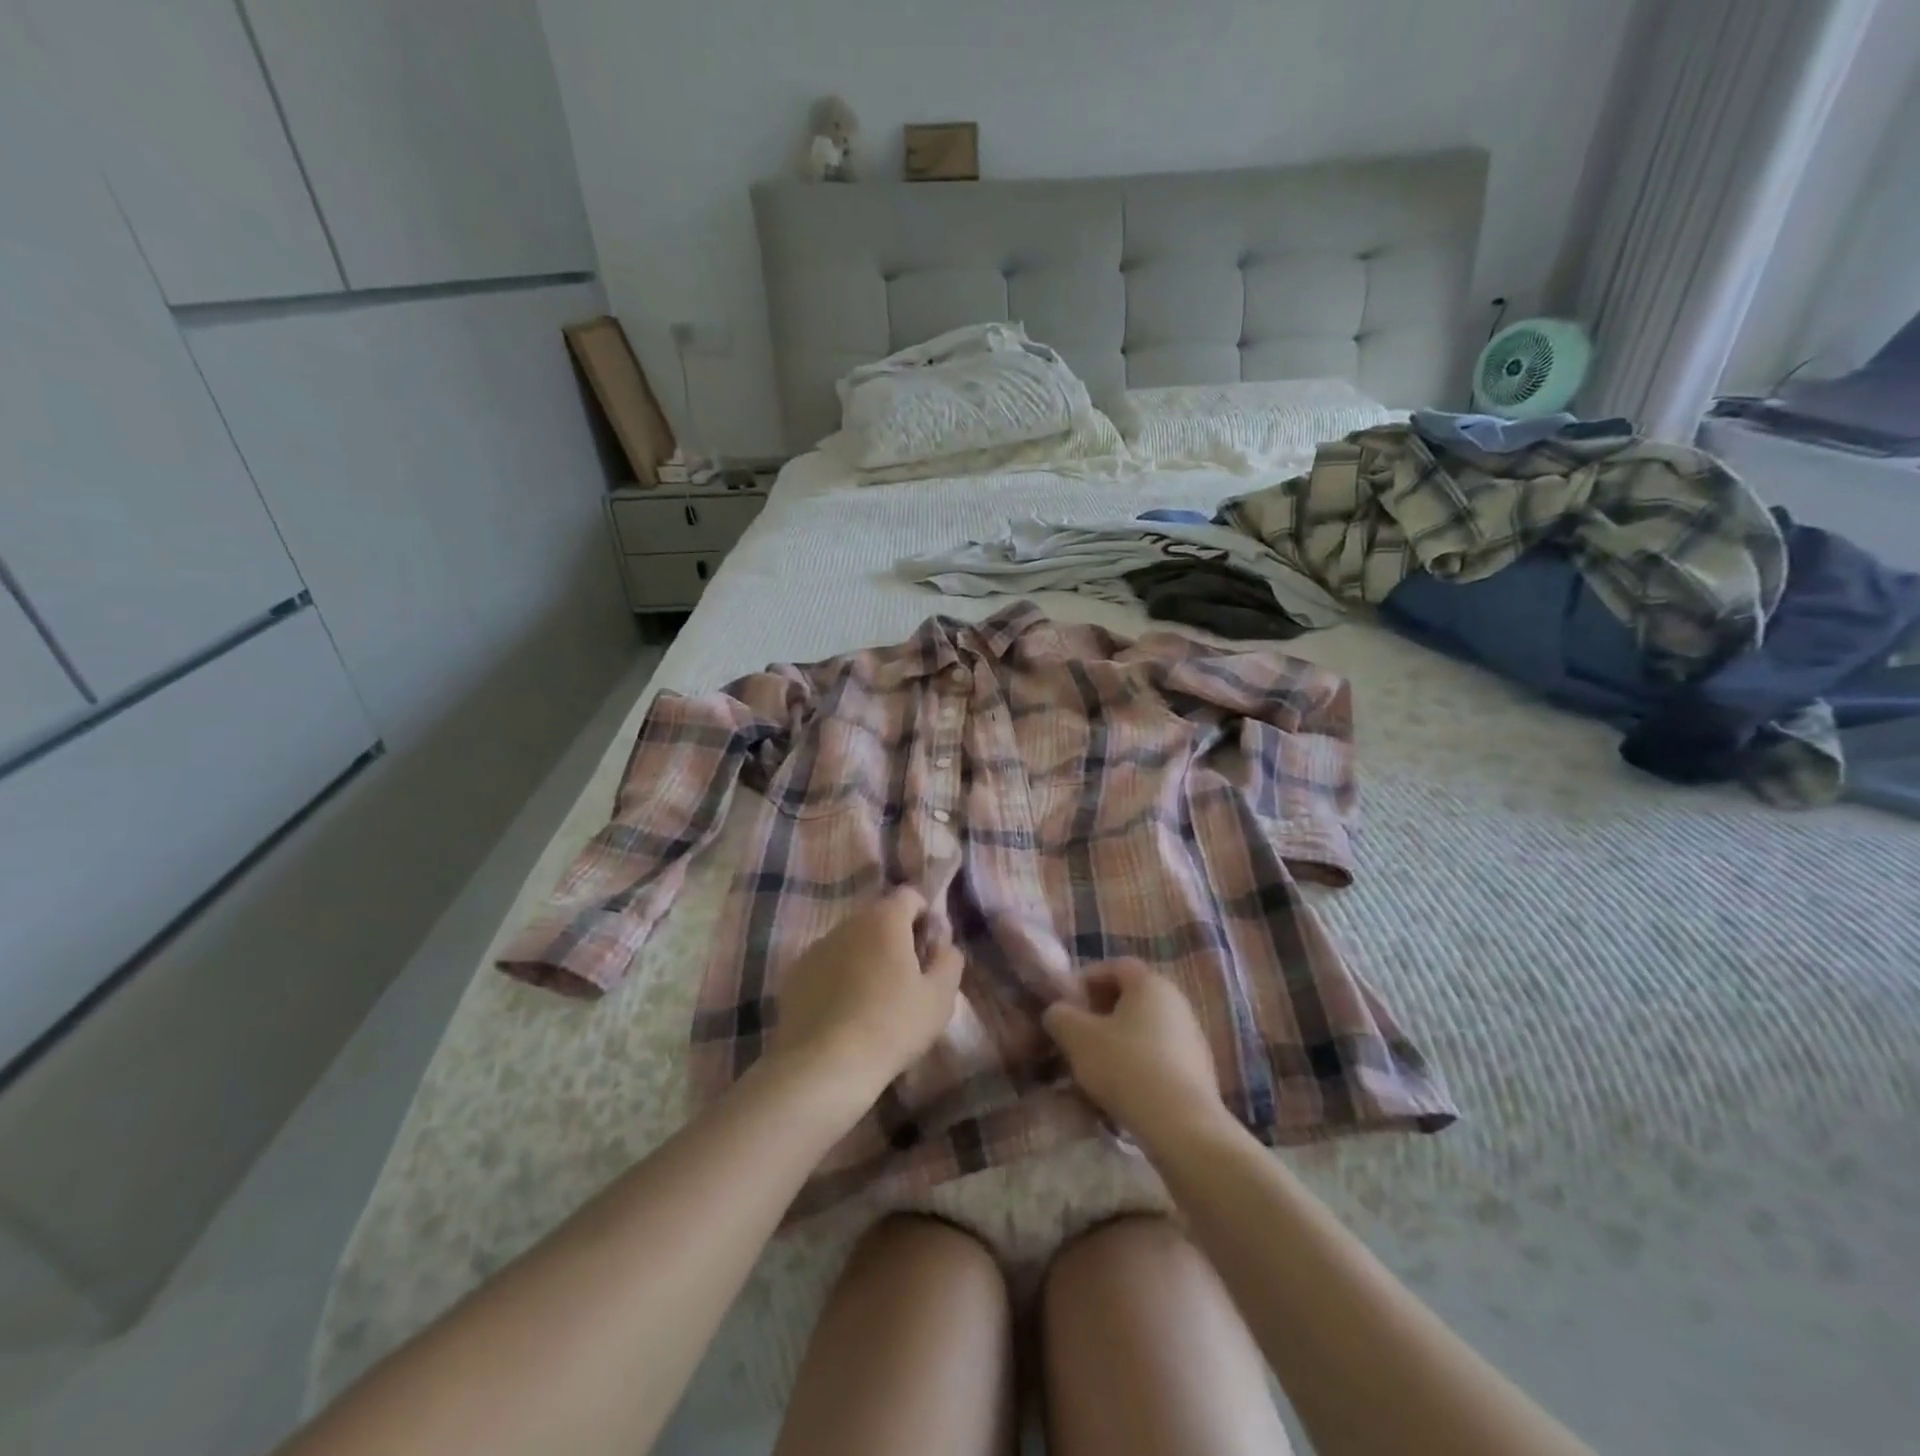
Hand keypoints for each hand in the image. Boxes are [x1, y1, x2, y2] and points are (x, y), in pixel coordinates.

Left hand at [767, 887, 963, 1110]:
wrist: (822, 1067)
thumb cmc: (891, 1027)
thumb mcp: (940, 997)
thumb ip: (949, 959)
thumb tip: (942, 942)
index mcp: (885, 919)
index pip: (910, 896)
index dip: (926, 918)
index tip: (929, 954)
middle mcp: (848, 922)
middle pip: (879, 917)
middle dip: (896, 939)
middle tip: (907, 981)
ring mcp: (817, 946)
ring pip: (852, 940)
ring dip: (867, 957)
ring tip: (875, 1000)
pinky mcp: (795, 973)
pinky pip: (828, 964)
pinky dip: (840, 977)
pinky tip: (845, 1013)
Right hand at [1042, 959, 1228, 1150]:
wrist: (1182, 1126)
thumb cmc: (1126, 1067)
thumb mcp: (1077, 1037)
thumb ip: (1060, 1015)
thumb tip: (1058, 1012)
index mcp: (1150, 983)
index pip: (1115, 966)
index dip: (1087, 979)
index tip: (1066, 1004)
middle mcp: (1177, 1002)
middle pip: (1131, 998)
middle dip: (1100, 1013)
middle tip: (1077, 1035)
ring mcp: (1192, 1037)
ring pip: (1144, 1029)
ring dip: (1118, 1041)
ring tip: (1094, 1068)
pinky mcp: (1199, 1071)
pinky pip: (1159, 1056)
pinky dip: (1138, 1064)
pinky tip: (1122, 1090)